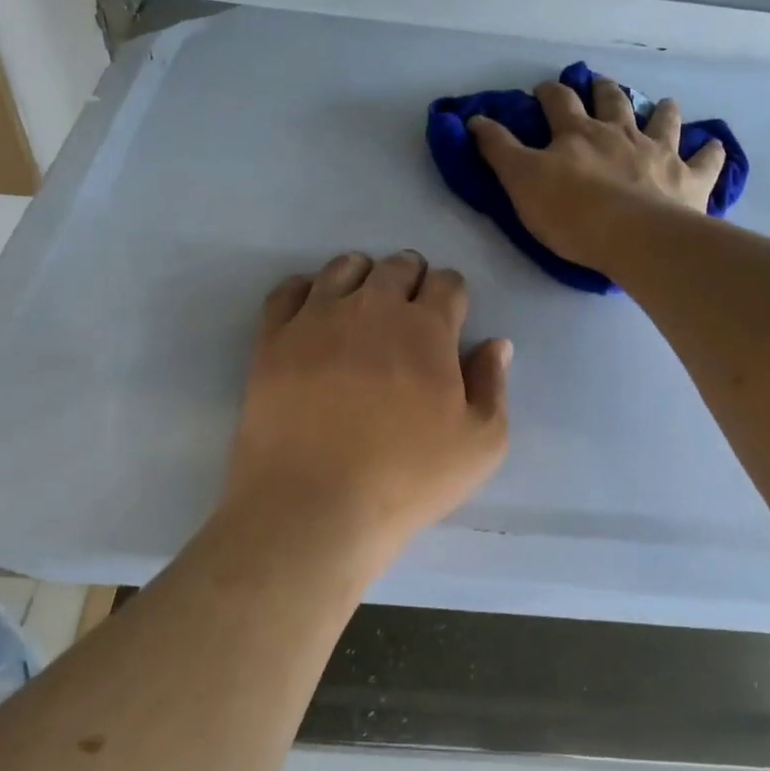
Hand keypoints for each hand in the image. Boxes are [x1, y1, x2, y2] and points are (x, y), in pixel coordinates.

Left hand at [223, 251, 510, 569]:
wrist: (313, 504)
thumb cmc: (406, 478)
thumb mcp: (480, 444)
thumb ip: (492, 385)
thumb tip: (495, 344)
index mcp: (426, 327)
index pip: (447, 282)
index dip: (452, 295)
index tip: (449, 318)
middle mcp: (372, 306)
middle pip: (398, 265)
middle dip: (411, 279)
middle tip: (408, 313)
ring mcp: (317, 317)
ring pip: (344, 267)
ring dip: (363, 276)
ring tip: (362, 306)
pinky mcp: (273, 338)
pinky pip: (288, 290)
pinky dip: (306, 290)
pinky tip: (312, 312)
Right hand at [469, 78, 724, 273]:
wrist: (634, 237)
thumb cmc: (571, 212)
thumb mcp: (521, 182)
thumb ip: (498, 150)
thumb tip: (474, 119)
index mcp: (578, 133)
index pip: (558, 102)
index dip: (548, 93)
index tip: (542, 90)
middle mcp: (621, 133)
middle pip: (613, 101)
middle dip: (604, 91)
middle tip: (601, 86)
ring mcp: (660, 152)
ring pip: (663, 120)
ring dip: (662, 110)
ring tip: (663, 105)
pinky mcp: (689, 179)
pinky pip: (706, 160)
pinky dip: (710, 152)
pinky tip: (714, 147)